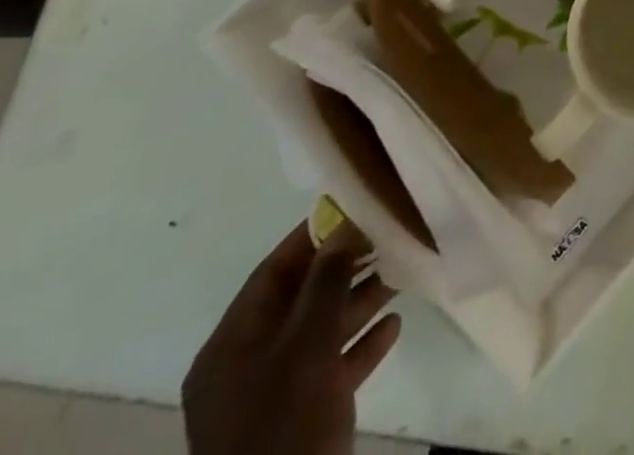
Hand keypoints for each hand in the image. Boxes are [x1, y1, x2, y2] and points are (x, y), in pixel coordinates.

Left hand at [183, 226, 401, 454]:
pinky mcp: (302, 420)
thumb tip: (344, 224)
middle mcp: (248, 366)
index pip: (273, 273)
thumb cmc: (284, 427)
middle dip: (346, 267)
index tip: (356, 206)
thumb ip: (326, 282)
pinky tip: (395, 324)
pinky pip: (333, 368)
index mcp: (231, 346)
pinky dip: (362, 345)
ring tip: (402, 272)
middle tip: (389, 236)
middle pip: (300, 299)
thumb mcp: (307, 347)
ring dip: (360, 301)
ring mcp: (273, 396)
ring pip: (320, 332)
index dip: (313, 237)